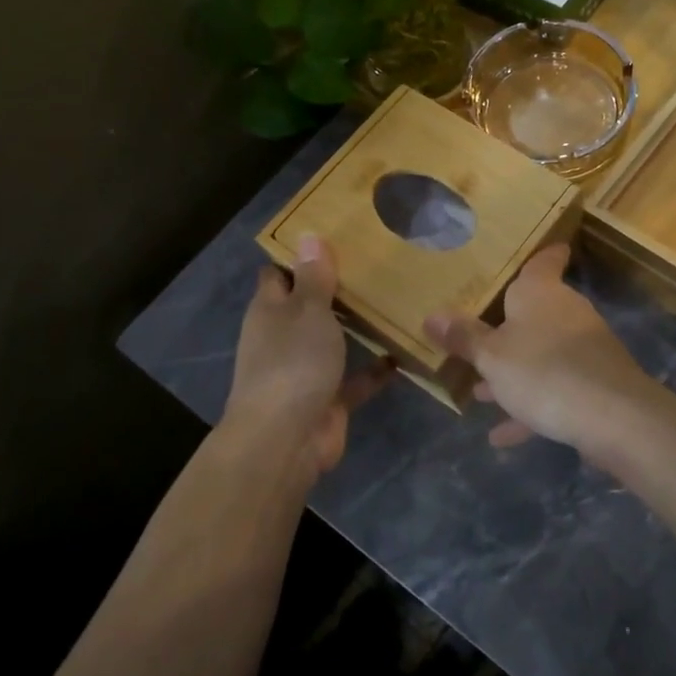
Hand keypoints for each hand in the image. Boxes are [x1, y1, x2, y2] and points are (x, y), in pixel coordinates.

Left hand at [224, 235, 391, 476]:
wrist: (286, 439)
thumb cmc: (293, 363)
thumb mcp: (307, 311)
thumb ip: (313, 278)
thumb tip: (308, 236)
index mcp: (271, 311)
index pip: (279, 275)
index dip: (300, 257)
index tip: (334, 237)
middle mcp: (284, 338)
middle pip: (309, 307)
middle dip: (335, 290)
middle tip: (376, 265)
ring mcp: (305, 370)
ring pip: (333, 341)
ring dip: (357, 328)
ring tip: (394, 302)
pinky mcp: (328, 399)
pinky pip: (355, 378)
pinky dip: (376, 369)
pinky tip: (404, 353)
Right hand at [423, 244, 656, 456]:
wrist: (611, 416)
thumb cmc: (543, 370)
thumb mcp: (491, 356)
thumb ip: (463, 338)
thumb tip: (432, 316)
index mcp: (541, 293)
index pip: (544, 260)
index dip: (542, 254)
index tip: (541, 250)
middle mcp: (566, 312)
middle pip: (536, 312)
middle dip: (506, 329)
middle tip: (476, 337)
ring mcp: (584, 348)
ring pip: (542, 354)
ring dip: (514, 372)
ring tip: (480, 393)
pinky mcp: (594, 383)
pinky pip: (554, 390)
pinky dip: (530, 408)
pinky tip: (502, 436)